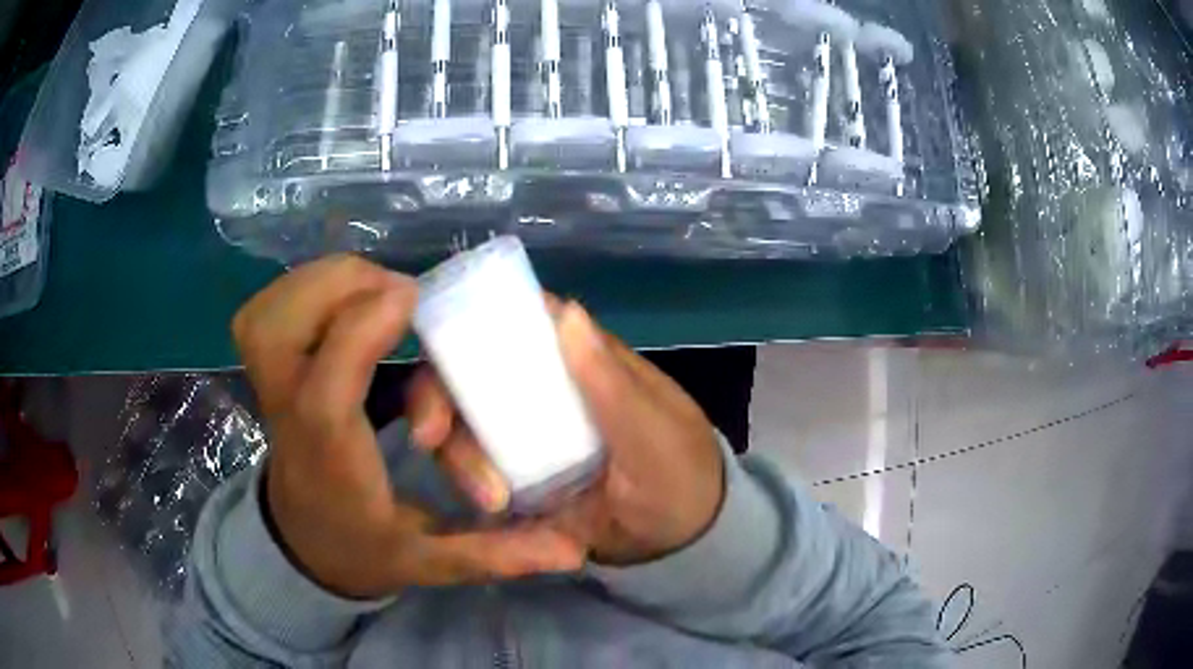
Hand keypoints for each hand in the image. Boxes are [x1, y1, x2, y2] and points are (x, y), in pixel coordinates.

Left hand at [233, 255, 584, 599]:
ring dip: (326, 283)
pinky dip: (305, 287)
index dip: (360, 331)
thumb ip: (496, 554)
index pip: (325, 393)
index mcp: (331, 461)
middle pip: (280, 328)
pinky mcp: (265, 368)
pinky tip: (342, 299)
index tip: (414, 297)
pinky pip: (269, 306)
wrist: (306, 543)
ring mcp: (267, 387)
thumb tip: (573, 552)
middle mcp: (287, 415)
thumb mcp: (432, 561)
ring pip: (272, 308)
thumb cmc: (366, 546)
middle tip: (398, 295)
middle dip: (341, 289)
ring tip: (376, 293)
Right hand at [408, 301, 724, 566]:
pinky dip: (466, 485)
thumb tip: (567, 311)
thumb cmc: (679, 472)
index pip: (512, 322)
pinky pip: (472, 471)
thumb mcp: (653, 431)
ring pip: (461, 426)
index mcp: (575, 361)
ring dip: (458, 456)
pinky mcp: (513, 477)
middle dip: (438, 401)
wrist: (678, 543)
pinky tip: (485, 508)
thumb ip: (611, 382)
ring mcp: (521, 436)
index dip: (468, 324)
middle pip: (466, 375)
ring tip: (492, 500)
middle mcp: (539, 389)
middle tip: (431, 437)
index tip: (440, 356)